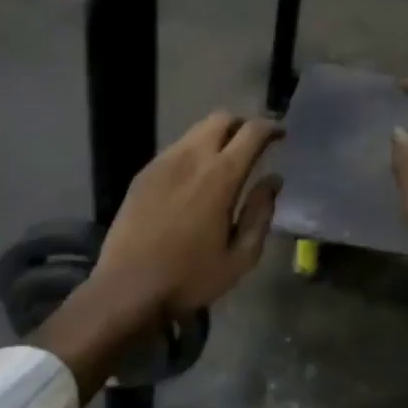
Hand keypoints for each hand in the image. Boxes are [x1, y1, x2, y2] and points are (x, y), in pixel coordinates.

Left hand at [32, 112, 280, 398]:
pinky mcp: (143, 174)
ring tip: (225, 162)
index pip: (251, 132)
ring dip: (217, 137)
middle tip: (253, 145)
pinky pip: (176, 149)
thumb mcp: (241, 257)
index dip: (270, 127)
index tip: (281, 134)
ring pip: (196, 131)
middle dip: (242, 124)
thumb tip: (272, 181)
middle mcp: (191, 157)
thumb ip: (261, 213)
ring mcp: (163, 162)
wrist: (126, 289)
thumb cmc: (190, 277)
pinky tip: (195, 179)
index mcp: (221, 176)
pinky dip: (194, 152)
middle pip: (221, 118)